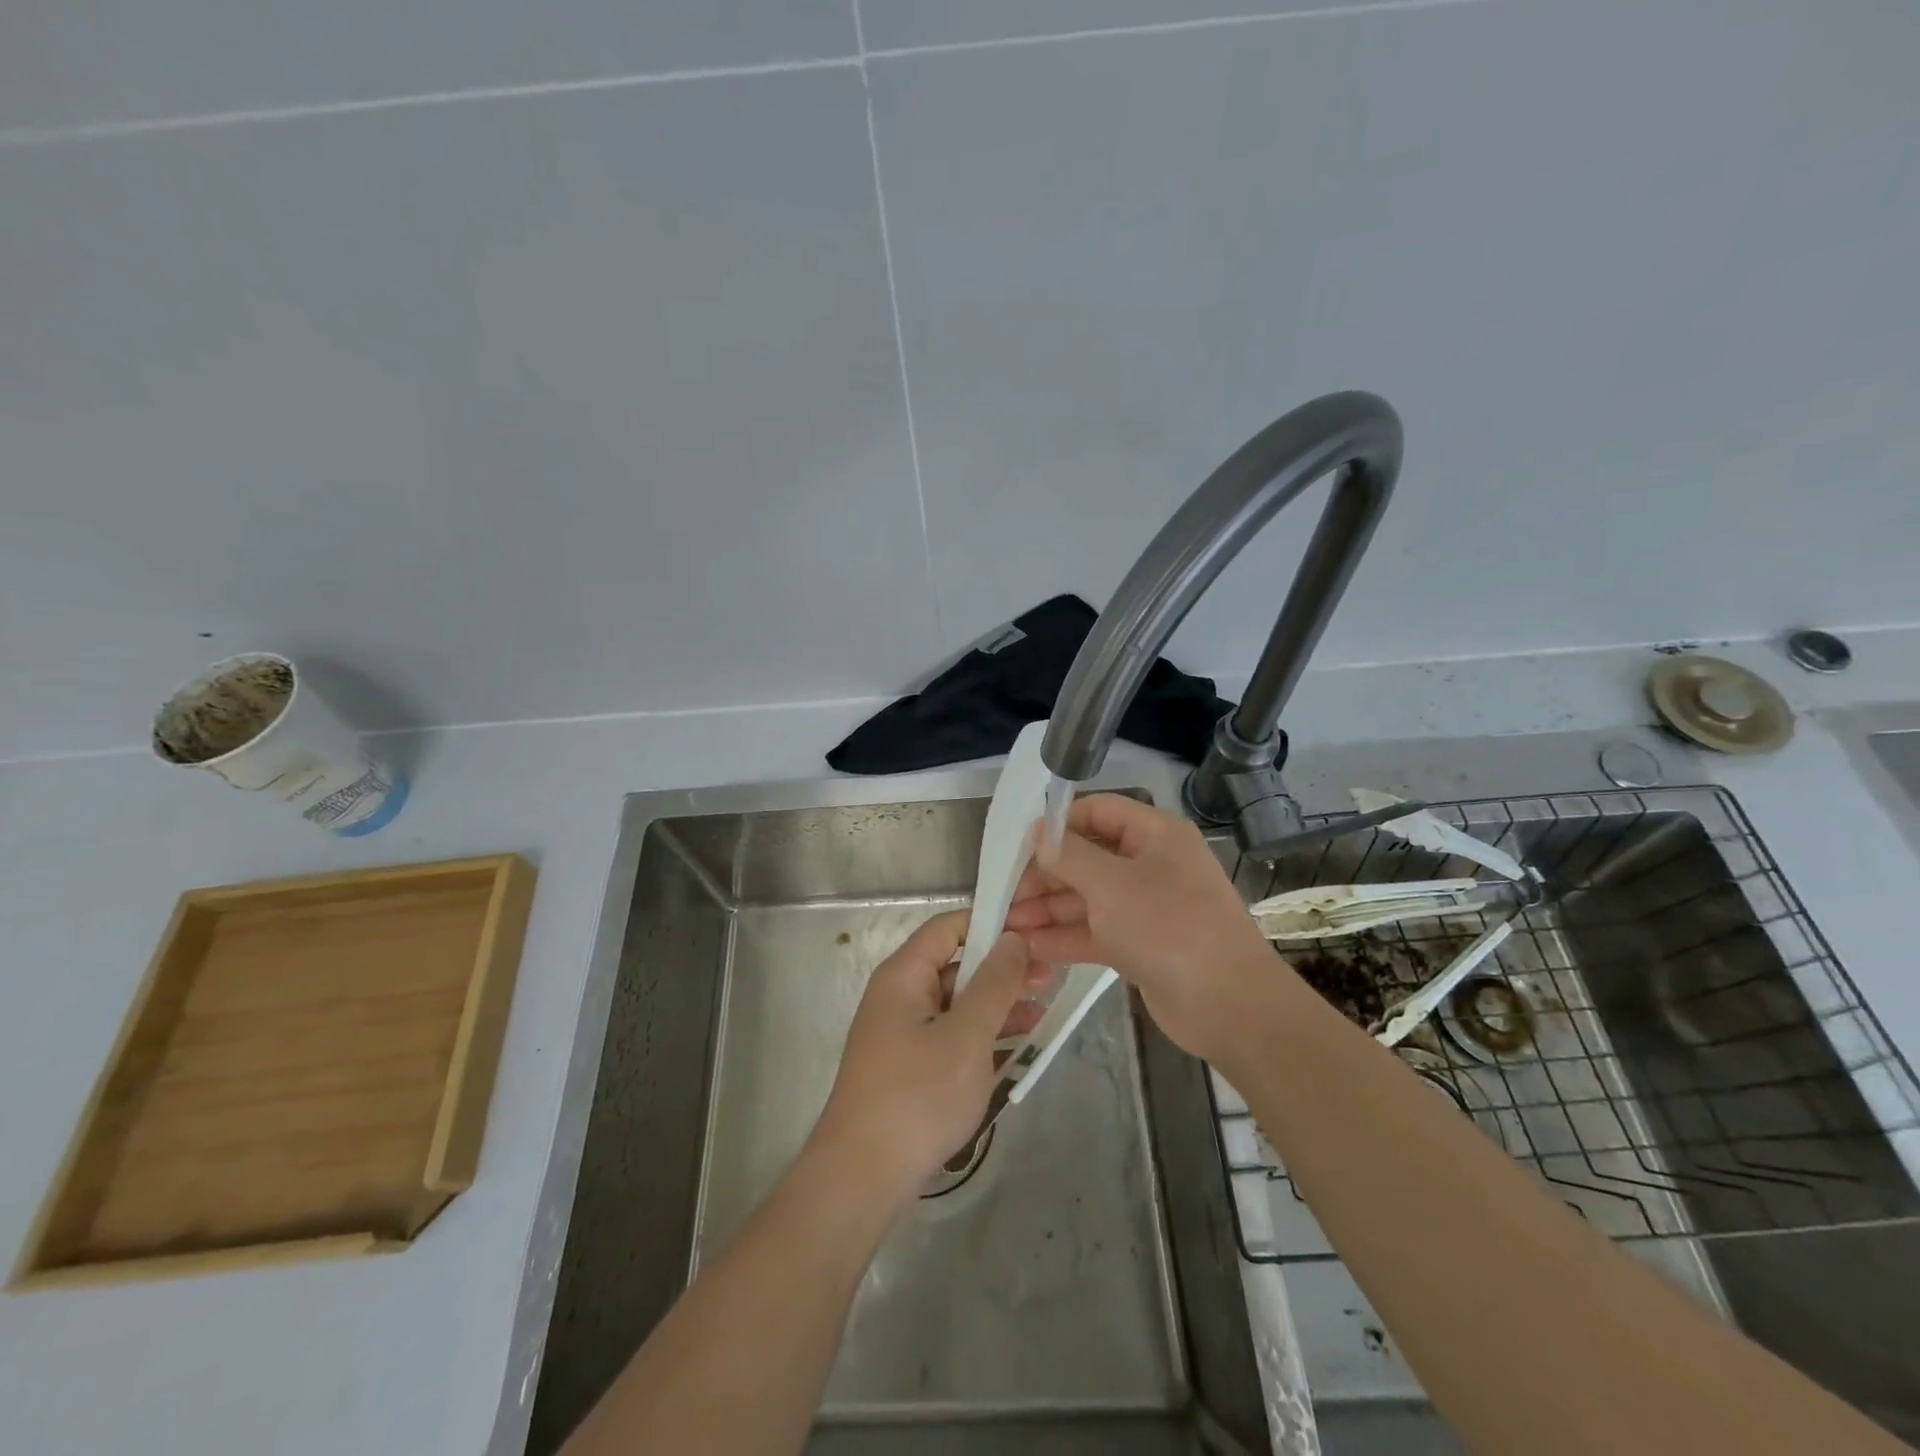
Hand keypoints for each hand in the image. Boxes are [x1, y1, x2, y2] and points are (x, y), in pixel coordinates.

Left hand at [806, 911, 1046, 1212]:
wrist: (861, 1178)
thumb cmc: (917, 1096)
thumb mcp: (966, 1036)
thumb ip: (994, 984)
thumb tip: (1014, 938)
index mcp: (904, 975)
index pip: (949, 927)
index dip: (991, 924)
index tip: (1034, 934)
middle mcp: (900, 996)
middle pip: (956, 965)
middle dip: (1002, 970)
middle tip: (1050, 979)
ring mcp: (902, 1033)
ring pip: (957, 1004)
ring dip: (997, 1006)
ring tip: (1043, 1014)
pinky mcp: (909, 1067)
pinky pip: (951, 1036)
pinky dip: (981, 1036)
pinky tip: (1016, 1048)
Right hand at [1005, 793, 1282, 1061]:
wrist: (1229, 1005)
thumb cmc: (1168, 927)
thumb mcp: (1111, 884)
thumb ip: (1069, 856)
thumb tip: (1038, 834)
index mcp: (1154, 835)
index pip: (1098, 812)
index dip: (1057, 825)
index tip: (1019, 847)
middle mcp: (1150, 864)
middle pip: (1087, 858)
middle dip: (1045, 876)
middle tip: (1005, 895)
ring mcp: (1145, 907)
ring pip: (1087, 898)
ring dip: (1048, 910)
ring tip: (1006, 926)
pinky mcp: (1140, 945)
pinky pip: (1095, 931)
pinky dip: (1064, 937)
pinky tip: (1029, 948)